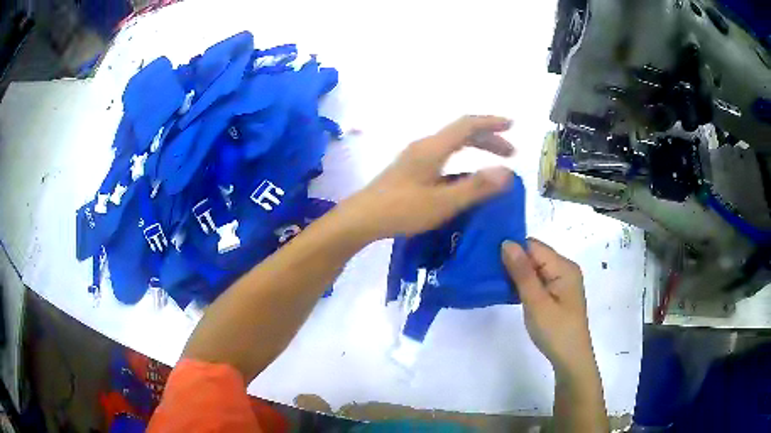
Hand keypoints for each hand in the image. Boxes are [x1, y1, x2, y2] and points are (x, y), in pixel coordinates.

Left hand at [347, 115, 514, 238]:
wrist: (362, 218)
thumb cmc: (401, 209)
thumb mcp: (443, 202)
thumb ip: (476, 187)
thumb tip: (508, 173)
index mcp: (433, 148)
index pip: (467, 125)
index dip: (492, 122)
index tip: (513, 125)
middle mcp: (425, 146)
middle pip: (461, 133)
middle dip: (488, 139)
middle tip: (510, 153)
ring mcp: (416, 158)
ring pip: (452, 146)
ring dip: (476, 149)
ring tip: (494, 164)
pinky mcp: (411, 170)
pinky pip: (444, 158)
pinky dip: (462, 162)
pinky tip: (467, 179)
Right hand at [501, 239, 595, 376]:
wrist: (570, 359)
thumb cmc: (555, 331)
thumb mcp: (536, 302)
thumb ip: (522, 272)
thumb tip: (507, 243)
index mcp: (564, 267)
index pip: (533, 246)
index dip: (512, 249)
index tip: (488, 258)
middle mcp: (564, 269)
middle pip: (534, 256)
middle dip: (513, 261)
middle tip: (487, 272)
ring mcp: (561, 282)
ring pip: (534, 269)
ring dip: (516, 274)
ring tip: (493, 281)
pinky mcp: (557, 294)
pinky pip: (537, 281)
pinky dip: (523, 285)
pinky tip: (509, 292)